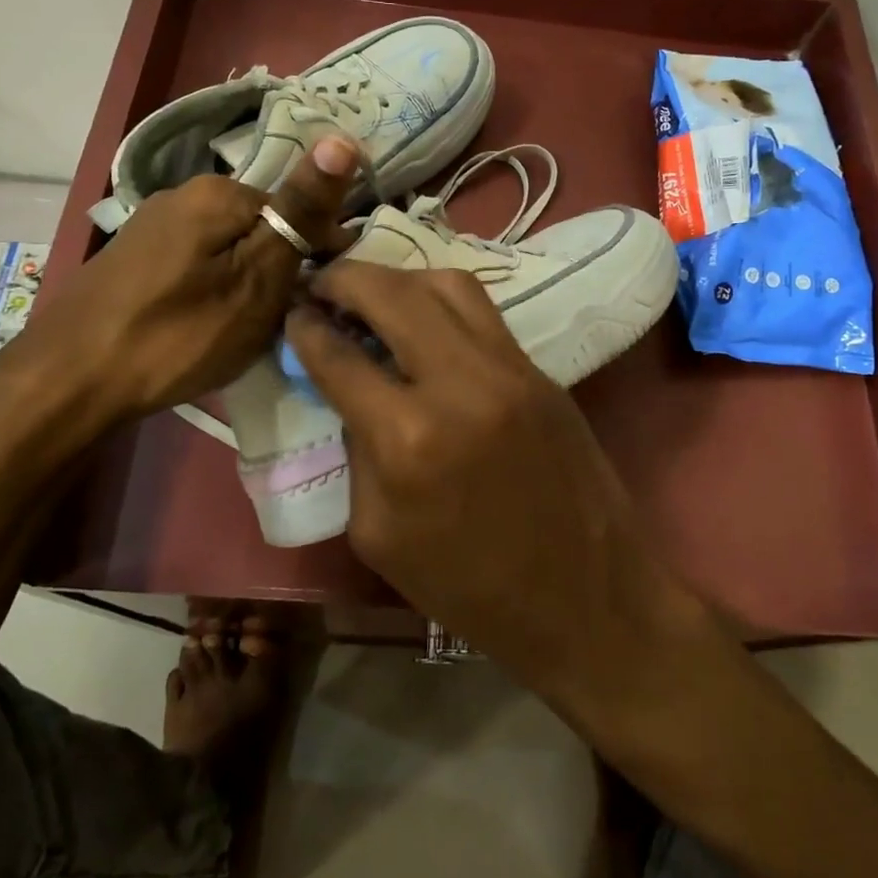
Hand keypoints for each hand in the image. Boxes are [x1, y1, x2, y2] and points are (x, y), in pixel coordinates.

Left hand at [22, 135, 360, 420]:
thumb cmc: (177, 334)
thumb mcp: (256, 279)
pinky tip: (202, 326)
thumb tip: (342, 139)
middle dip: (279, 272)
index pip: (300, 211)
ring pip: (230, 250)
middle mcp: (183, 194)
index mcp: (219, 192)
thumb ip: (300, 213)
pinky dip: (213, 292)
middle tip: (276, 325)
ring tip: (240, 331)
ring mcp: (153, 225)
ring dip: (247, 285)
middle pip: (261, 229)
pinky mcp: (134, 257)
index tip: (317, 304)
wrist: (68, 381)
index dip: (319, 259)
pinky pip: (198, 265)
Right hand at [284, 263, 644, 690]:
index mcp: (409, 438)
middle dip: (346, 280)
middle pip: (392, 293)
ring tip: (371, 294)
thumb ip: (355, 449)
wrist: (586, 598)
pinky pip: (483, 311)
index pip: (340, 356)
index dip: (305, 329)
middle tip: (322, 285)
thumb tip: (346, 388)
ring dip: (398, 280)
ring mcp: (511, 369)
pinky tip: (421, 318)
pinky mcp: (541, 370)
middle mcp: (462, 384)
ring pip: (446, 284)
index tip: (291, 314)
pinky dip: (441, 300)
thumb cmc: (469, 587)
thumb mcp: (378, 533)